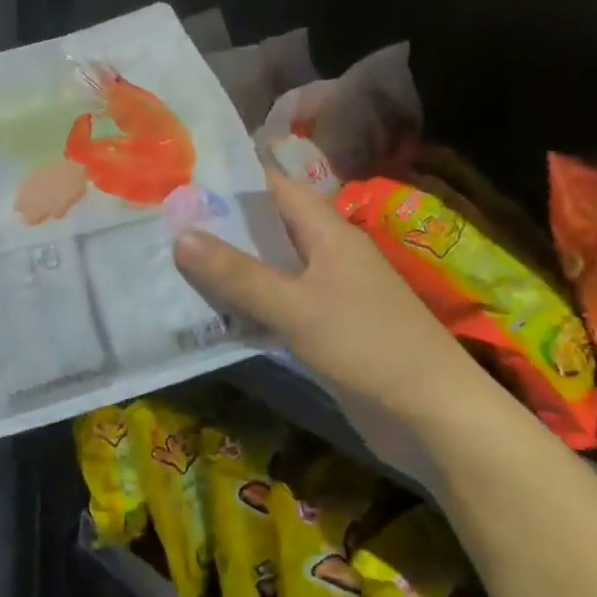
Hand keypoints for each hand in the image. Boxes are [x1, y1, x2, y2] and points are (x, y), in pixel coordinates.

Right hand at [172, 172, 493, 431]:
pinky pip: (273, 308)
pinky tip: (204, 315)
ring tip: (167, 262)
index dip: (229, 180)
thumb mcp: (296, 307)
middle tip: (160, 223)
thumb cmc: (369, 346)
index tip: (179, 177)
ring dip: (226, 270)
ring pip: (266, 270)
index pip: (272, 188)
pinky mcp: (322, 332)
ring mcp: (325, 294)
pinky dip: (243, 307)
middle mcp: (325, 255)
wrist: (436, 419)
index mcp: (326, 232)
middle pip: (264, 229)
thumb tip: (180, 235)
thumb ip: (238, 274)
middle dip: (217, 226)